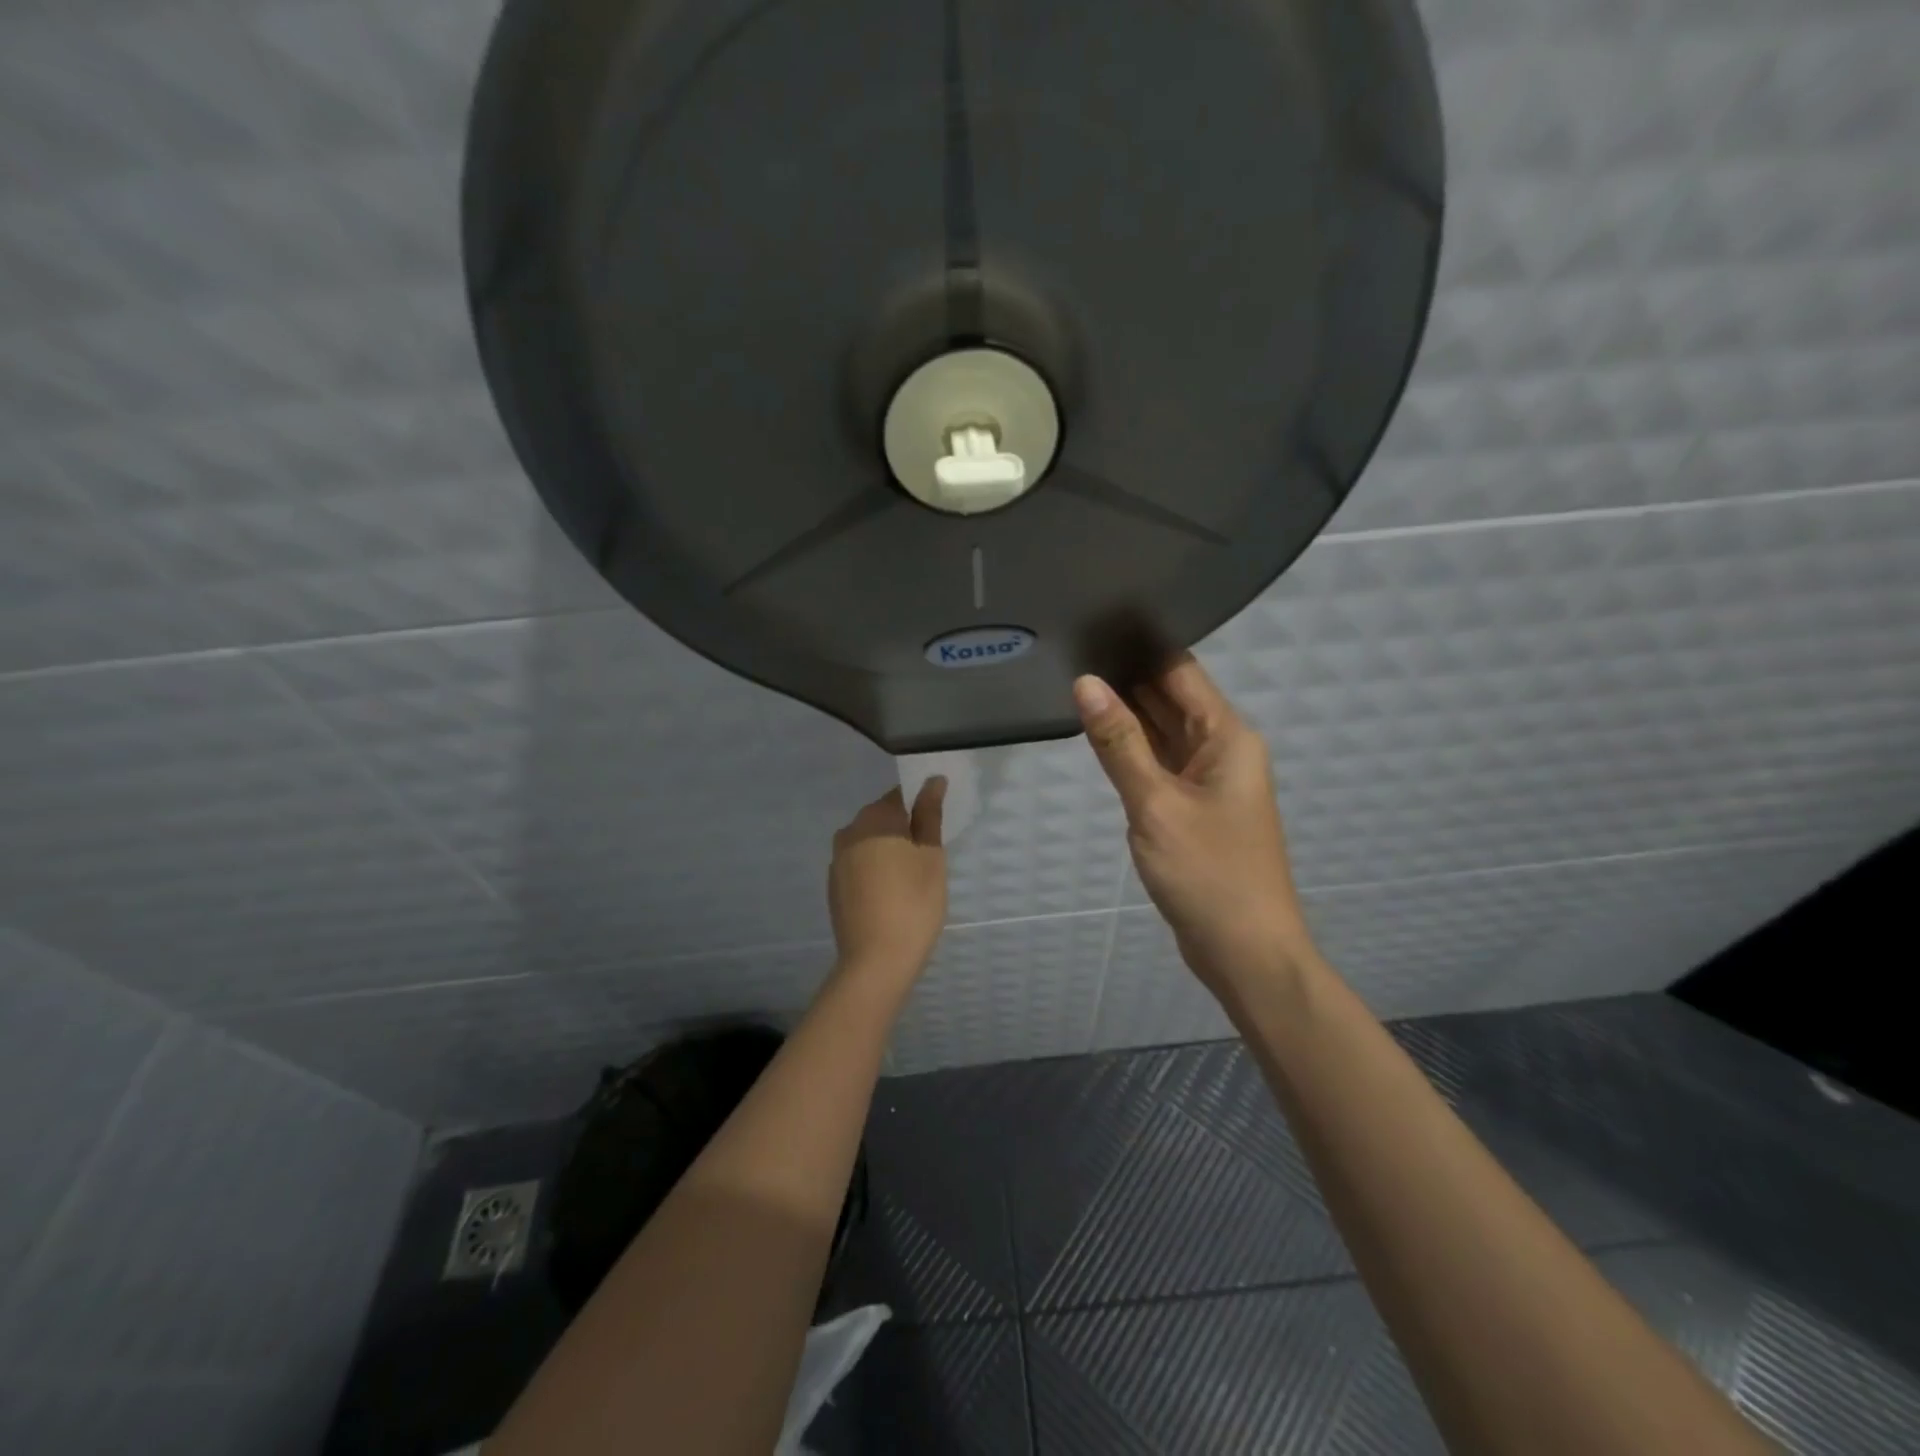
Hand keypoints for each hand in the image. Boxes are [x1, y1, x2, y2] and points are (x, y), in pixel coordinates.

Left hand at [827, 781, 949, 985]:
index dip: (922, 807)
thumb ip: (930, 815)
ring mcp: (837, 860)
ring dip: (889, 850)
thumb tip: (932, 781)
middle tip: (930, 856)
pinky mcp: (834, 885)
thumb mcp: (931, 857)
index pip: (901, 795)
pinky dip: (875, 870)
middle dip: (905, 829)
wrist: (875, 961)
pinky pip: (859, 864)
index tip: (937, 827)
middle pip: (883, 818)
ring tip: (912, 877)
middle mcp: (849, 831)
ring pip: (870, 842)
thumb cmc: (914, 904)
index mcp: (875, 819)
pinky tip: (891, 894)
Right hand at [1073, 656, 1316, 999]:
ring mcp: (1209, 780)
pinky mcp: (1194, 807)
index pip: (1181, 672)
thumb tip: (1086, 683)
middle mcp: (1223, 749)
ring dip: (1127, 714)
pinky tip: (1098, 736)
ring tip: (1074, 683)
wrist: (1246, 951)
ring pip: (1164, 732)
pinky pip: (1161, 764)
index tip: (1094, 625)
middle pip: (1172, 699)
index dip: (1140, 648)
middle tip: (1071, 651)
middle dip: (1127, 679)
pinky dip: (1133, 751)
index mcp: (1227, 737)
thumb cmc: (1208, 873)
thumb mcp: (1155, 804)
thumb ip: (1119, 743)